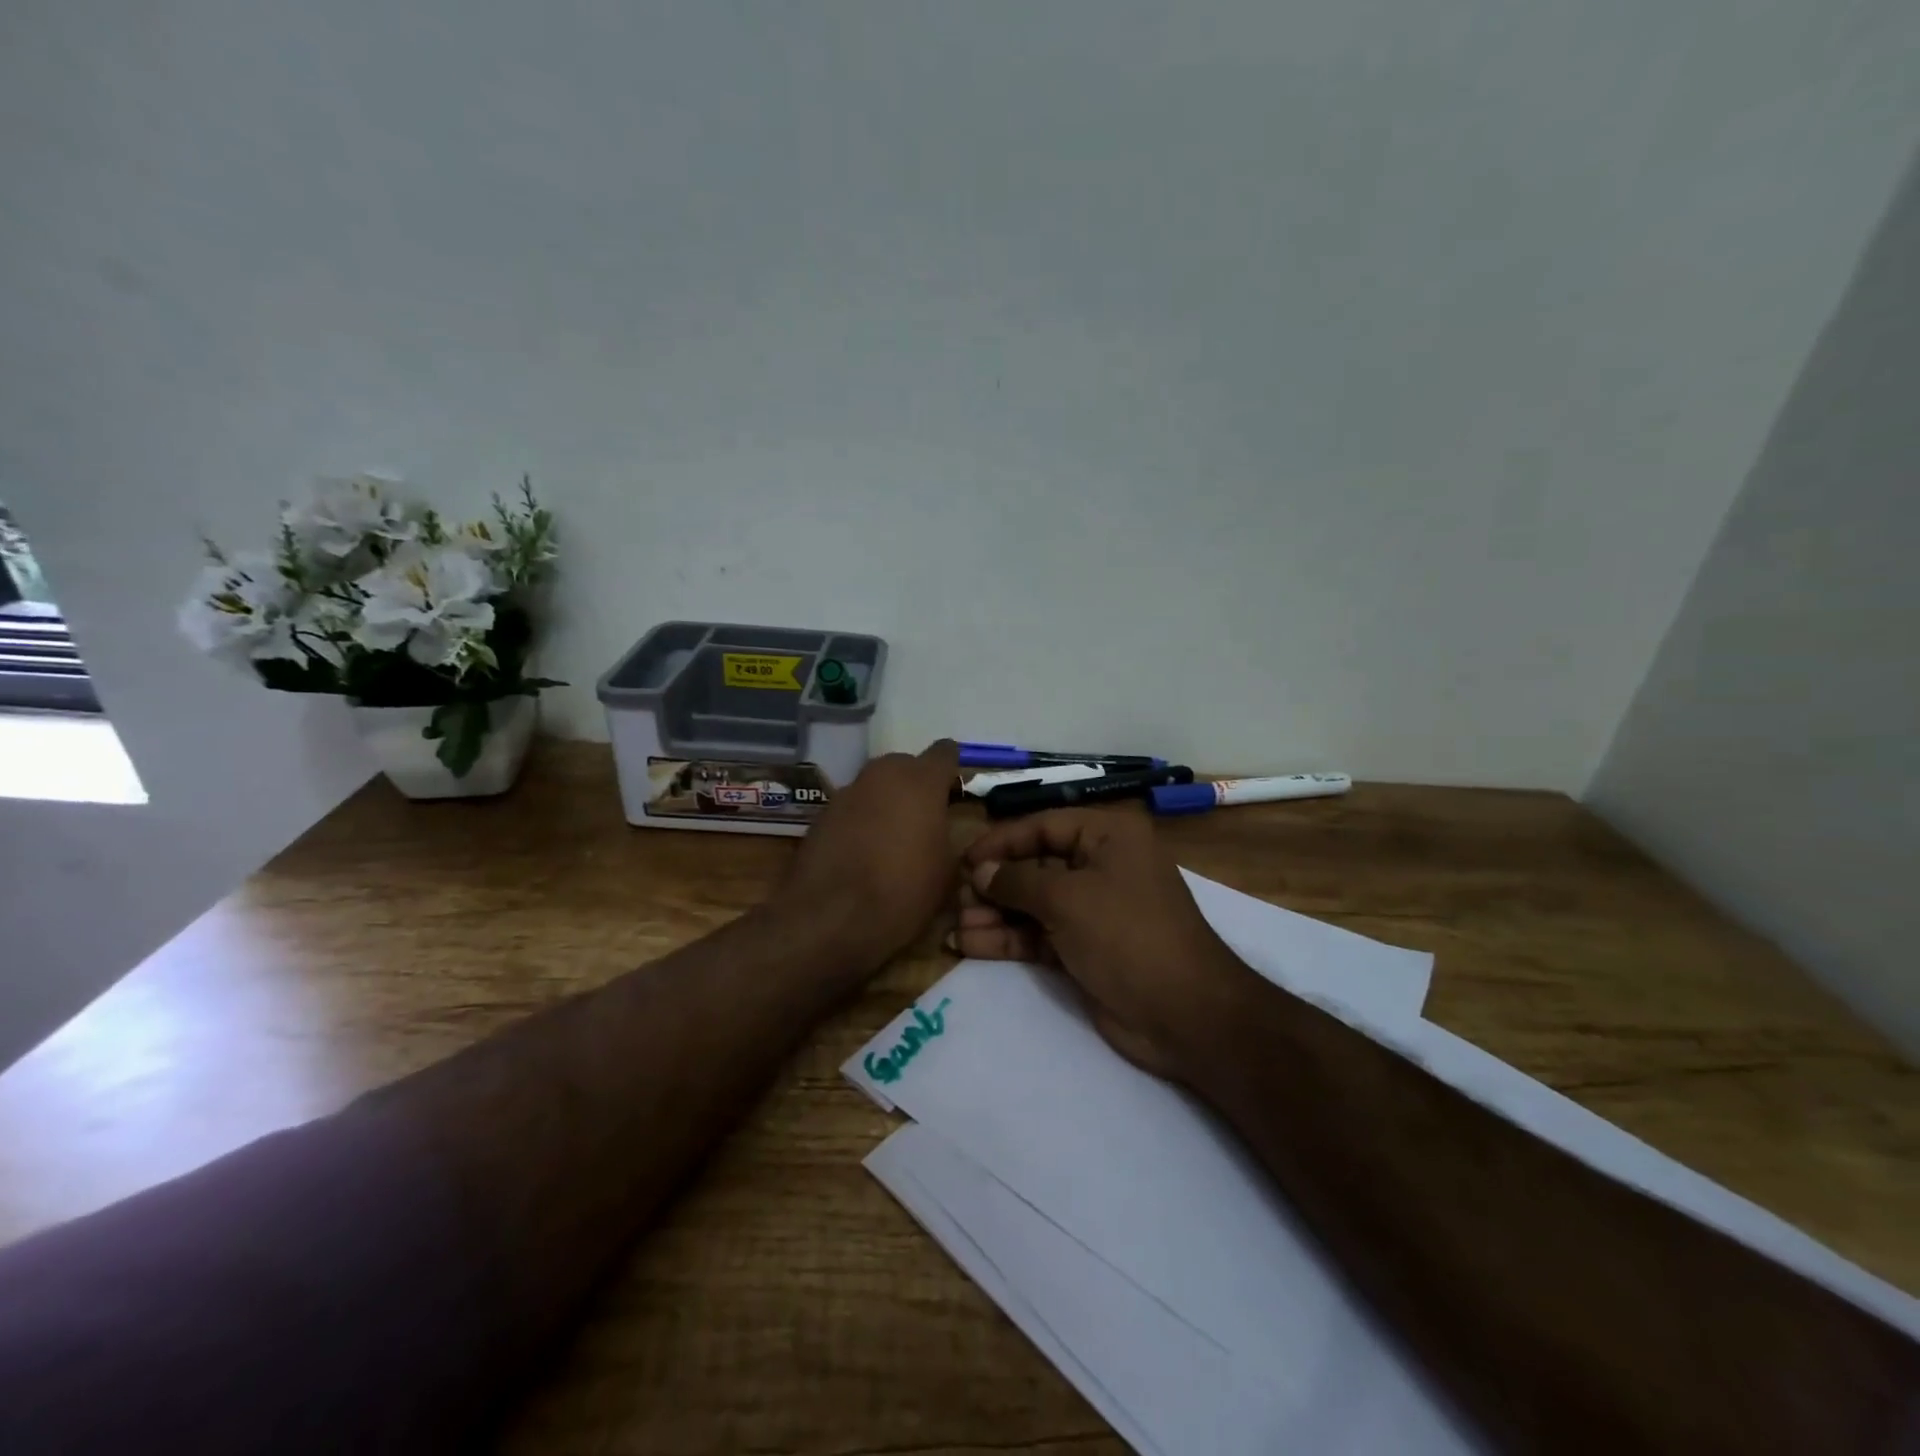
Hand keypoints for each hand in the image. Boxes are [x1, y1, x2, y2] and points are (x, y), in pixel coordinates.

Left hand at [771, 740, 961, 972]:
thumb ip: (949, 838)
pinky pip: (852, 808)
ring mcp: (847, 792)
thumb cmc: (902, 892)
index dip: (952, 769)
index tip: (955, 791)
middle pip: (905, 765)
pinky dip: (860, 821)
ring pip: (876, 785)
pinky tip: (863, 852)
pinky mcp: (821, 814)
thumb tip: (942, 832)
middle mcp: (882, 775)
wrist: (829, 918)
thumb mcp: (946, 872)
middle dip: (916, 785)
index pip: (944, 753)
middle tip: (925, 819)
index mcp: (921, 782)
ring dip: (886, 802)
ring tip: (892, 839)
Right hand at [952, 808, 1250, 1081]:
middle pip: (1035, 865)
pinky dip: (1007, 940)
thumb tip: (980, 871)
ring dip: (994, 914)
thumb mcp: (1068, 899)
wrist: (1184, 1014)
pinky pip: (1037, 935)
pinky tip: (968, 945)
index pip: (1043, 826)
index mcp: (1108, 837)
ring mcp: (1092, 910)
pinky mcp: (1084, 948)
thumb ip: (1017, 881)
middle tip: (955, 900)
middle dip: (994, 884)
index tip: (963, 861)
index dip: (1001, 842)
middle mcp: (1100, 866)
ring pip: (1032, 904)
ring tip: (954, 927)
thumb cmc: (1127, 935)